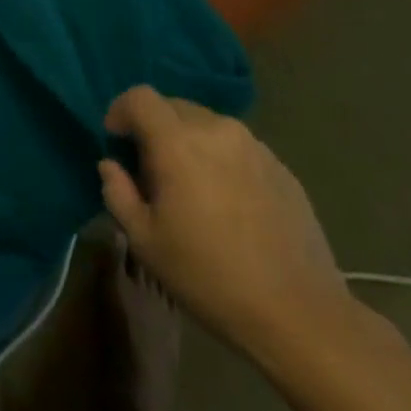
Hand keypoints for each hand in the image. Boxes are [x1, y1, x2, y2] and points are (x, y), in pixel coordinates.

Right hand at [99, 87, 353, 354]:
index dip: (121, 110)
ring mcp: (254, 145)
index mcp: (178, 142)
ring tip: (192, 188)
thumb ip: (118, 193)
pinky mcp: (280, 167)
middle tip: (152, 171)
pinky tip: (228, 204)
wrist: (299, 313)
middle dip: (154, 128)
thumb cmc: (209, 277)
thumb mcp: (146, 242)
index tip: (116, 140)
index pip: (139, 97)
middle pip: (173, 107)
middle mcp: (216, 129)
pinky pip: (237, 147)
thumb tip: (111, 165)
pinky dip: (221, 159)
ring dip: (189, 142)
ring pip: (207, 125)